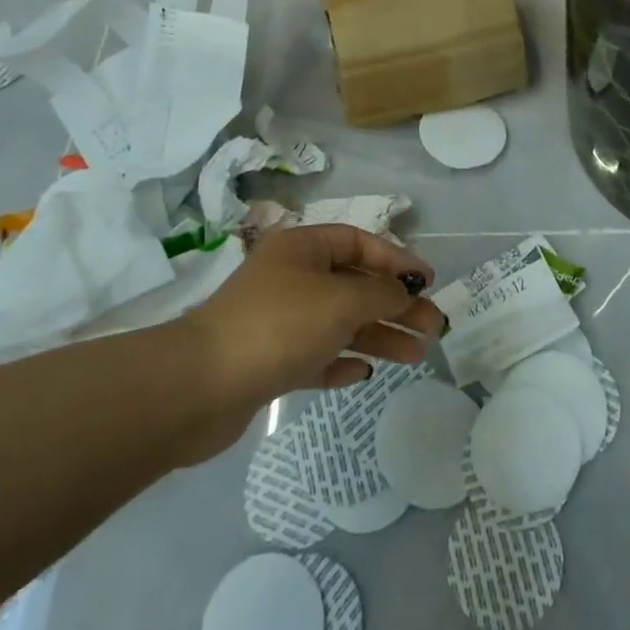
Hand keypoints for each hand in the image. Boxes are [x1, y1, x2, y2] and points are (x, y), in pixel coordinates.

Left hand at [181, 225, 439, 442]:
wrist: (198, 387)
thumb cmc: (278, 326)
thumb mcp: (340, 300)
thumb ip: (380, 293)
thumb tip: (403, 293)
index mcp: (302, 249)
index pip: (359, 243)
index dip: (396, 259)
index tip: (428, 281)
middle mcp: (291, 279)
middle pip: (354, 285)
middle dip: (394, 304)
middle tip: (432, 328)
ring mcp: (279, 321)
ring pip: (340, 323)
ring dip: (378, 335)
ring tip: (416, 356)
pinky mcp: (269, 362)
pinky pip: (316, 356)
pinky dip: (341, 361)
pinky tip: (365, 373)